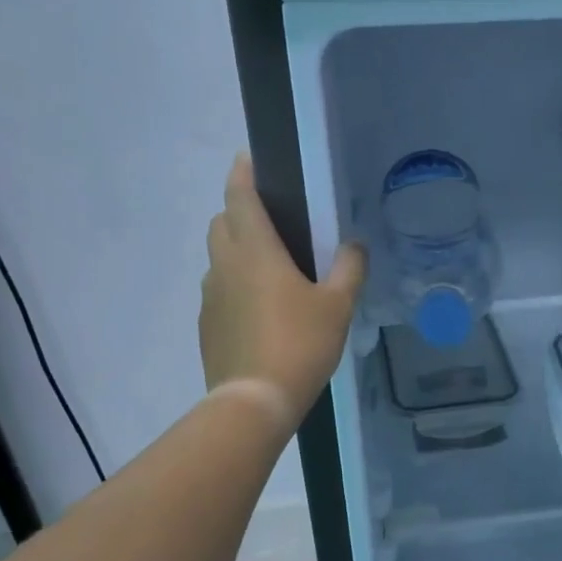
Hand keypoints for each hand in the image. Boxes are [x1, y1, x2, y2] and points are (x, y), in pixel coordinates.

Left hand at [200, 154, 366, 417]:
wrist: (254, 401)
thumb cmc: (300, 344)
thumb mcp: (338, 306)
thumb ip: (349, 269)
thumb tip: (354, 245)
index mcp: (255, 251)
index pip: (240, 197)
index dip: (242, 173)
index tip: (248, 159)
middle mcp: (225, 265)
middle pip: (222, 223)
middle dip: (239, 212)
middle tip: (271, 222)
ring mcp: (210, 297)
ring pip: (218, 259)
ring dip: (236, 252)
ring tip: (270, 271)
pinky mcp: (207, 325)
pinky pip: (219, 291)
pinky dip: (234, 286)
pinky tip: (260, 312)